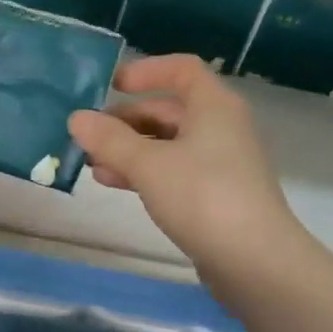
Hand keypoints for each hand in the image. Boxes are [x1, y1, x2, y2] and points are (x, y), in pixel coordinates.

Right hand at [68, 55, 297, 276]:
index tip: (111, 85)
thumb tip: (76, 118)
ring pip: (168, 143)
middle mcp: (220, 127)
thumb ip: (110, 140)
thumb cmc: (203, 197)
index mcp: (213, 106)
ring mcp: (220, 163)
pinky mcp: (215, 195)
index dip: (146, 71)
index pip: (181, 69)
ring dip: (130, 148)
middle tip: (90, 134)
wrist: (256, 262)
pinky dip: (144, 171)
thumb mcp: (148, 165)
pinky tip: (112, 182)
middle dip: (127, 119)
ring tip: (92, 162)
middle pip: (169, 109)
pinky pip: (174, 170)